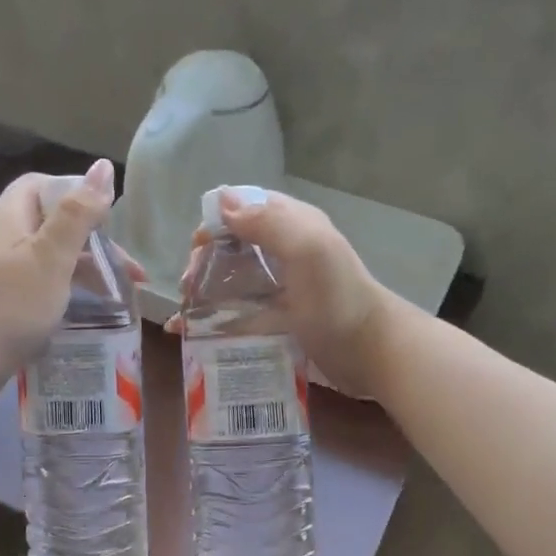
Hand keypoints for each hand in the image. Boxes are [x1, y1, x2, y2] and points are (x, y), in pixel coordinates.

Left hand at [0, 159, 135, 404]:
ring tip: (119, 295)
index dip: (79, 195)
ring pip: (49, 258)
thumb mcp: (51, 257)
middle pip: (52, 224)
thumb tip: (104, 166)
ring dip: (84, 271)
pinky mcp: (0, 300)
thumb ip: (79, 213)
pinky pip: (39, 285)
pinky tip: (86, 311)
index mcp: (9, 214)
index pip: (45, 185)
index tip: (110, 221)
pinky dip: (66, 292)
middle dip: (93, 242)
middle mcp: (0, 235)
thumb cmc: (10, 304)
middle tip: (128, 271)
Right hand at [172, 188, 396, 397]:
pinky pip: (240, 316)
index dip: (216, 223)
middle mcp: (285, 253)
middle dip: (205, 263)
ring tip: (183, 315)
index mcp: (293, 226)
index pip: (246, 209)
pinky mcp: (279, 321)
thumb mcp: (308, 251)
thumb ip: (268, 223)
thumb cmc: (338, 300)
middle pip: (233, 248)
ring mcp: (282, 289)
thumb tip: (221, 202)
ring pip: (233, 283)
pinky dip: (214, 323)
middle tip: (187, 288)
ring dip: (204, 294)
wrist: (371, 353)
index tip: (196, 249)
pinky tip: (191, 336)